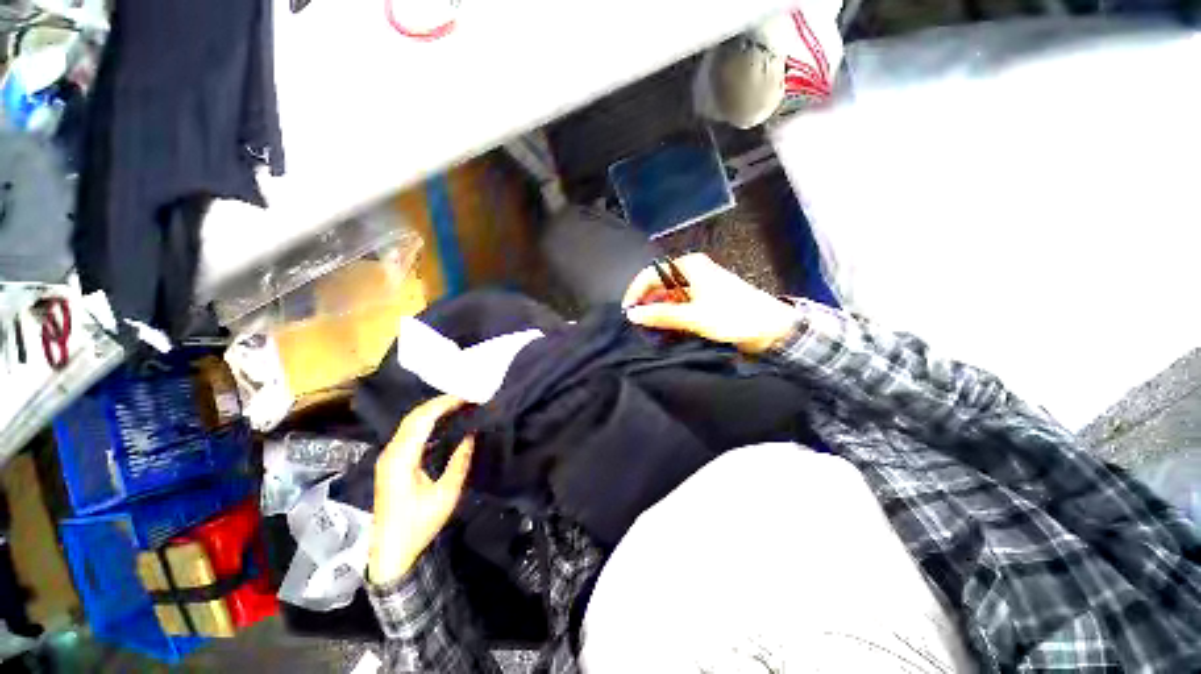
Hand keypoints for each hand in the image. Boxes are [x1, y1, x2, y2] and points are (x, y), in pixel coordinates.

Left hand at [369, 395, 474, 585]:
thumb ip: (459, 462)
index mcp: (401, 459)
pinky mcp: (392, 462)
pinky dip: (427, 422)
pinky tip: (443, 422)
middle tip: (466, 398)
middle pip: (413, 417)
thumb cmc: (418, 525)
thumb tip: (470, 435)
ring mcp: (389, 457)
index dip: (443, 404)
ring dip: (433, 411)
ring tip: (458, 405)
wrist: (390, 552)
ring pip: (410, 423)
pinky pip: (409, 433)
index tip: (466, 397)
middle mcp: (391, 453)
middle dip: (439, 403)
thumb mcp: (445, 495)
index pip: (421, 420)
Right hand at [622, 253, 797, 353]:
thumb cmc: (732, 316)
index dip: (636, 292)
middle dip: (647, 303)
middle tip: (638, 324)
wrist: (771, 327)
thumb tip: (632, 314)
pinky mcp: (705, 299)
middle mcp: (692, 271)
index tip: (628, 312)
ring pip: (669, 296)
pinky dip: (671, 315)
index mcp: (689, 266)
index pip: (651, 274)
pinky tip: (666, 328)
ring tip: (650, 328)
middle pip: (659, 284)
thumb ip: (661, 315)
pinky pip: (680, 304)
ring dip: (659, 311)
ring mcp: (699, 285)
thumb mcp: (693, 316)